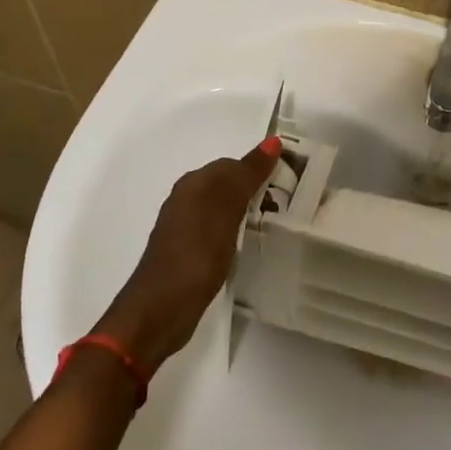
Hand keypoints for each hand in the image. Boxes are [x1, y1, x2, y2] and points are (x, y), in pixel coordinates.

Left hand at [96, 139, 283, 374]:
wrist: (161, 309)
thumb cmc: (197, 253)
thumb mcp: (227, 209)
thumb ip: (248, 175)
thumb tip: (272, 140)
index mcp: (194, 183)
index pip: (234, 164)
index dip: (261, 171)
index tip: (290, 186)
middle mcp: (186, 198)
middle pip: (227, 184)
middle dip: (256, 191)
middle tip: (286, 207)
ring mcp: (184, 227)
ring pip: (223, 207)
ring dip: (246, 211)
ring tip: (272, 225)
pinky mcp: (187, 251)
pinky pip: (218, 229)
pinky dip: (235, 231)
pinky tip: (246, 244)